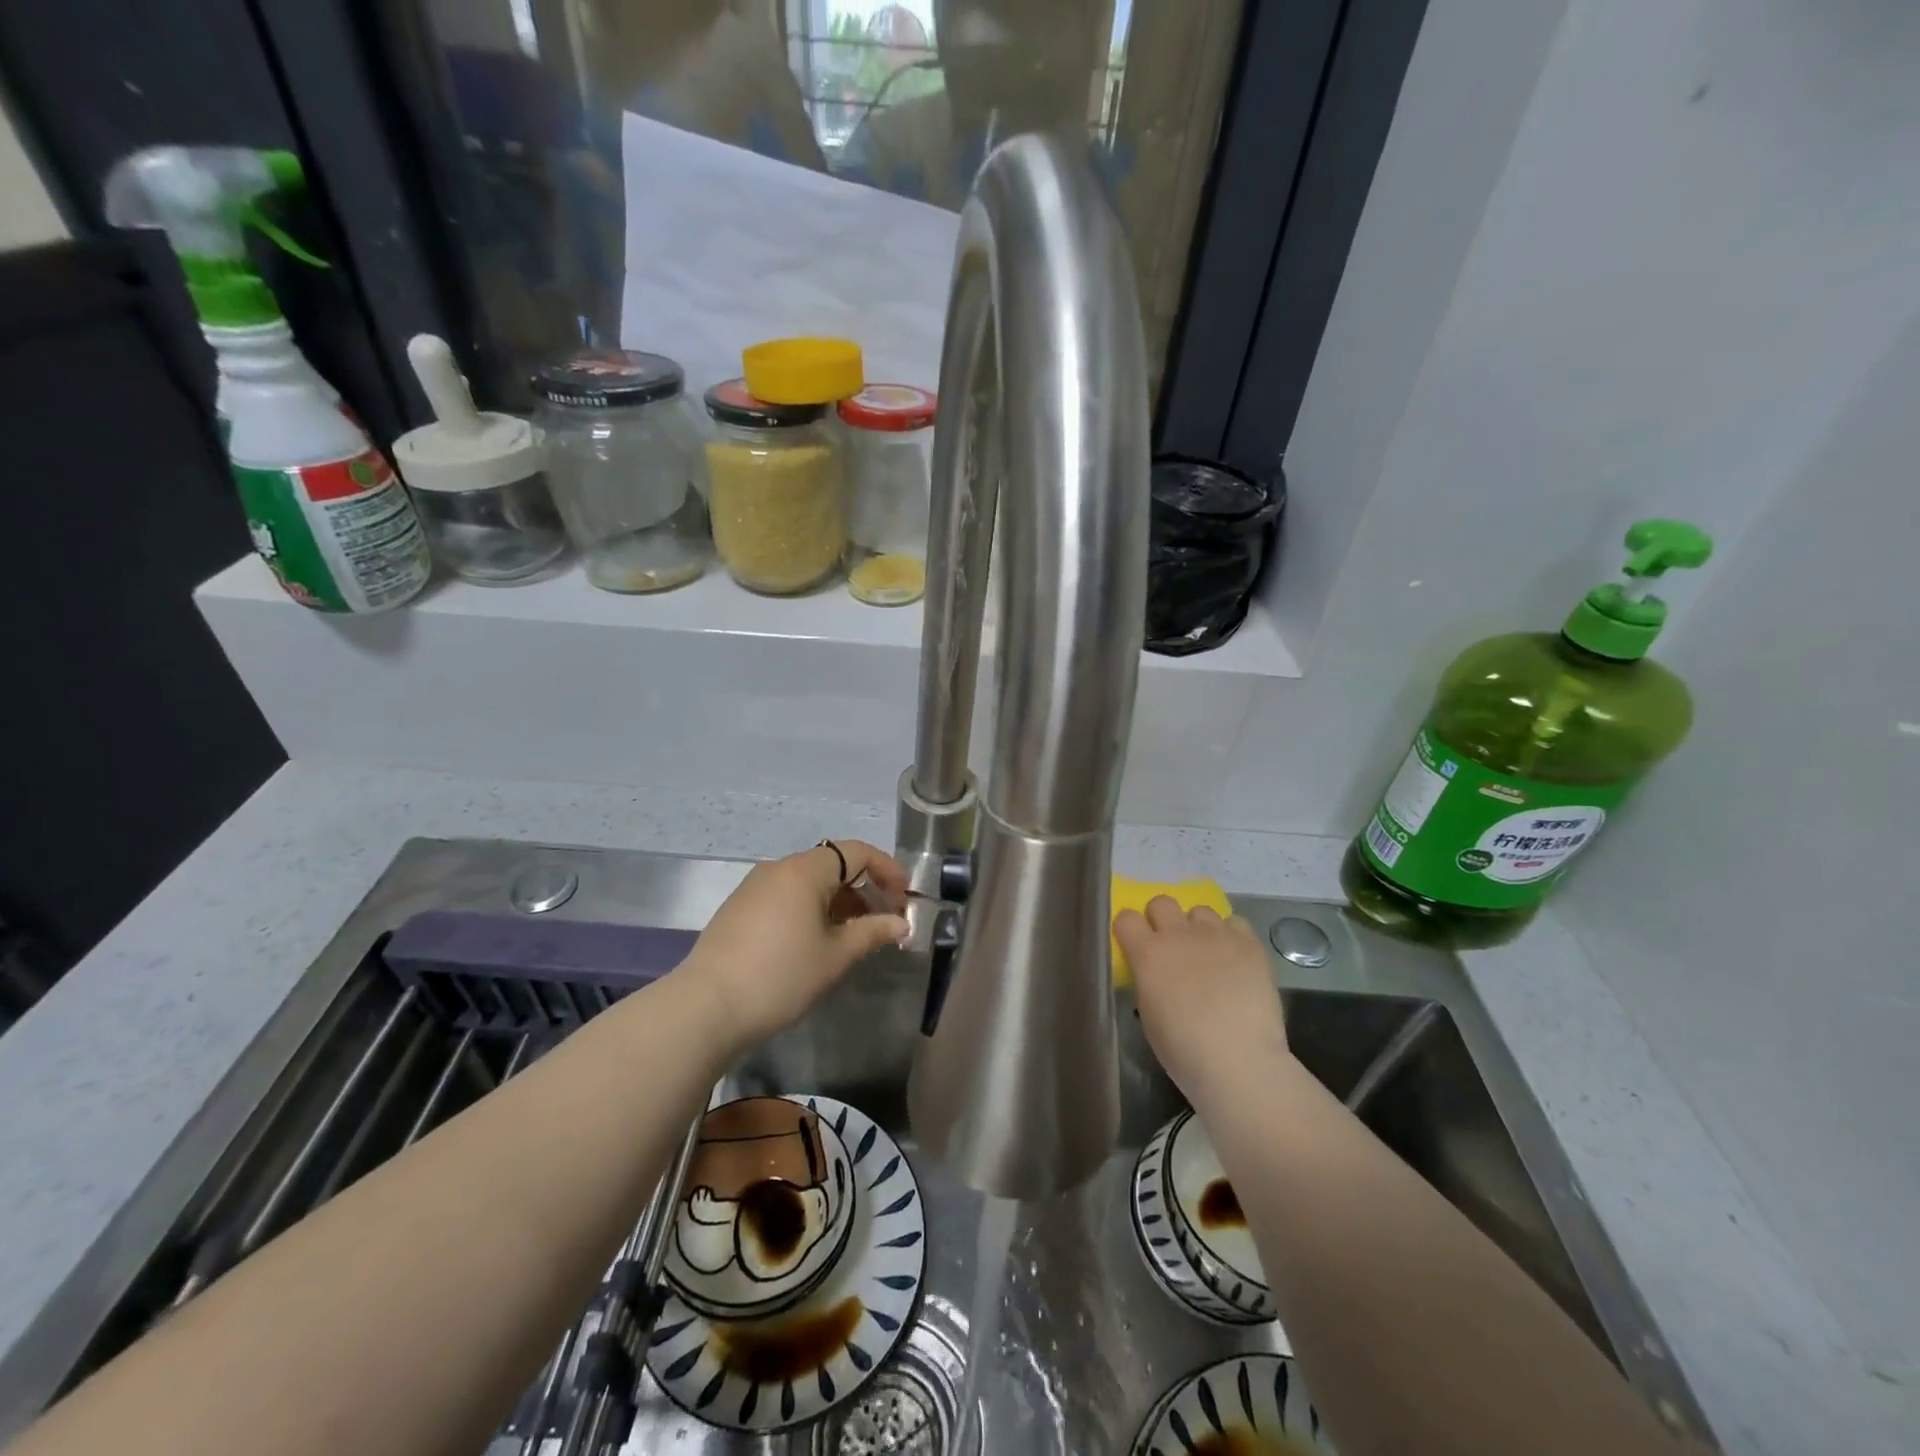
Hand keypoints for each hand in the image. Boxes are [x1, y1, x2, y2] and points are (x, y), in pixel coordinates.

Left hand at [679, 840, 910, 1051]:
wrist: (705, 1008)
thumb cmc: (780, 976)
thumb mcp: (835, 956)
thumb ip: (873, 932)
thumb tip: (902, 923)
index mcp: (805, 870)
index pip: (857, 852)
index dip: (887, 870)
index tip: (905, 899)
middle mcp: (778, 869)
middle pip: (833, 865)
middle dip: (865, 888)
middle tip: (885, 922)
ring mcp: (754, 888)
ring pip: (809, 883)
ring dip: (839, 902)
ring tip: (854, 936)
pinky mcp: (739, 909)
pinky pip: (787, 897)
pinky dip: (811, 910)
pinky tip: (817, 943)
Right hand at [1114, 897, 1289, 1103]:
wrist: (1238, 1061)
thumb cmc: (1183, 1049)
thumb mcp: (1148, 1013)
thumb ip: (1147, 979)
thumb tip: (1154, 971)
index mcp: (1147, 953)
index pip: (1126, 917)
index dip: (1129, 930)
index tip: (1134, 945)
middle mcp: (1179, 934)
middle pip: (1162, 901)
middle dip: (1162, 919)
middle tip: (1171, 946)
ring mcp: (1216, 935)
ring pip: (1200, 910)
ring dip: (1198, 928)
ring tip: (1208, 953)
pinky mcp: (1249, 944)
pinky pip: (1235, 923)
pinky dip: (1231, 936)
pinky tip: (1234, 958)